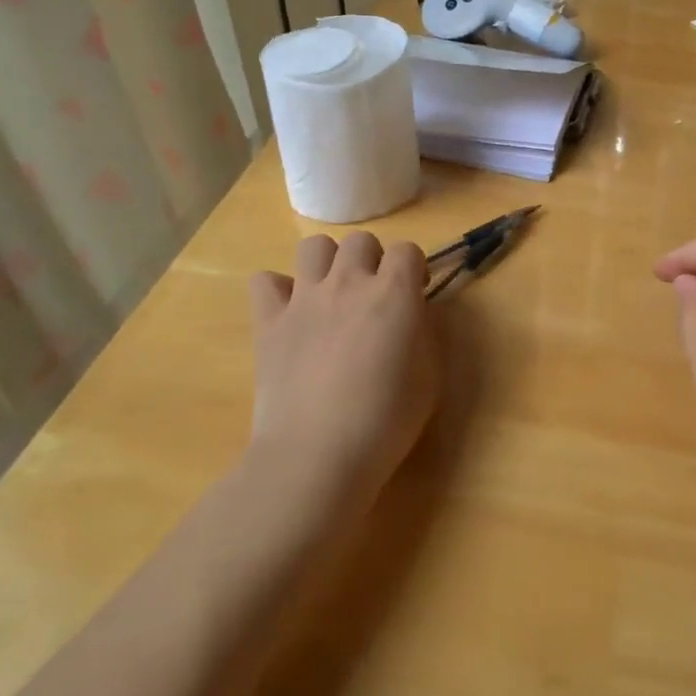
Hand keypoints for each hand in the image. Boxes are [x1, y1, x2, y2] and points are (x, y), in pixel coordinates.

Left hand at [247, 232, 439, 507]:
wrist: (318, 454)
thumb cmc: (386, 420)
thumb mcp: (430, 376)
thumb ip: (422, 333)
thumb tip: (411, 315)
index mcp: (394, 293)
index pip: (408, 251)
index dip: (413, 270)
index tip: (414, 296)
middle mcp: (348, 283)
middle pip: (361, 241)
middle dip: (372, 261)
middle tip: (373, 297)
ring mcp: (304, 299)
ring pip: (313, 247)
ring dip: (327, 264)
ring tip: (332, 295)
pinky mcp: (268, 321)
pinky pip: (265, 281)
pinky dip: (278, 291)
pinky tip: (290, 315)